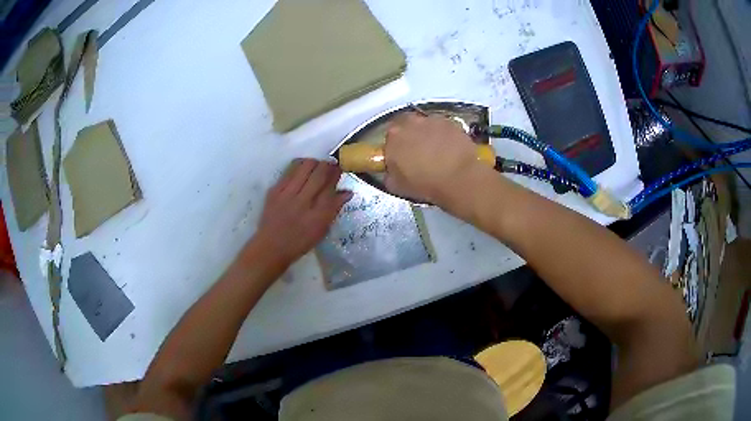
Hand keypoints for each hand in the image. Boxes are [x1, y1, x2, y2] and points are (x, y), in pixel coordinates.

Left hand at [253, 159, 351, 265]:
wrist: (271, 246)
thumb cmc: (300, 241)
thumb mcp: (322, 230)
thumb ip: (334, 209)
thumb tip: (347, 192)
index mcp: (318, 215)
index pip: (331, 187)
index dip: (337, 174)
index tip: (340, 169)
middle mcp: (303, 202)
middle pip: (319, 174)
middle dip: (327, 165)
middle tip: (331, 164)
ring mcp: (287, 195)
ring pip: (304, 168)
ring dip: (314, 163)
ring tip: (317, 165)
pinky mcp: (275, 190)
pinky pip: (289, 171)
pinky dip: (299, 165)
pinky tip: (302, 167)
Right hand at [384, 113, 482, 204]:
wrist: (459, 179)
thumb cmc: (425, 184)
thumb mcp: (396, 186)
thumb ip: (389, 174)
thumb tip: (391, 171)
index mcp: (393, 137)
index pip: (389, 137)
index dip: (395, 147)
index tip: (401, 157)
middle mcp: (410, 122)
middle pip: (406, 124)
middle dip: (410, 135)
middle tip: (417, 151)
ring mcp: (432, 120)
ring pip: (425, 124)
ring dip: (427, 134)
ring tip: (436, 151)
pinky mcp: (451, 122)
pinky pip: (443, 127)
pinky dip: (444, 135)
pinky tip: (450, 149)